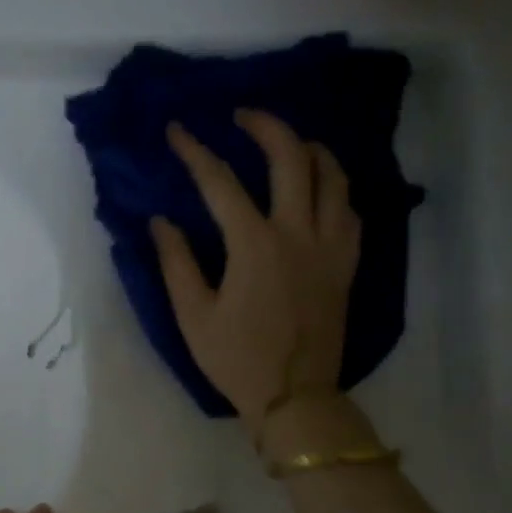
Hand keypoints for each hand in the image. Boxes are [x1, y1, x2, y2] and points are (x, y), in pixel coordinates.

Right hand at [149, 111, 359, 432]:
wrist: (294, 397)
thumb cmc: (236, 360)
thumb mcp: (193, 316)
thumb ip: (176, 263)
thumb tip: (161, 221)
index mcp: (254, 245)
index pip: (221, 182)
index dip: (195, 151)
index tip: (177, 130)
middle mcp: (298, 233)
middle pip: (290, 157)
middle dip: (264, 126)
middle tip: (241, 115)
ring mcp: (330, 246)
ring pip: (333, 175)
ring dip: (309, 148)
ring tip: (289, 142)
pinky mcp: (347, 264)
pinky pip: (351, 209)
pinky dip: (335, 187)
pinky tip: (321, 189)